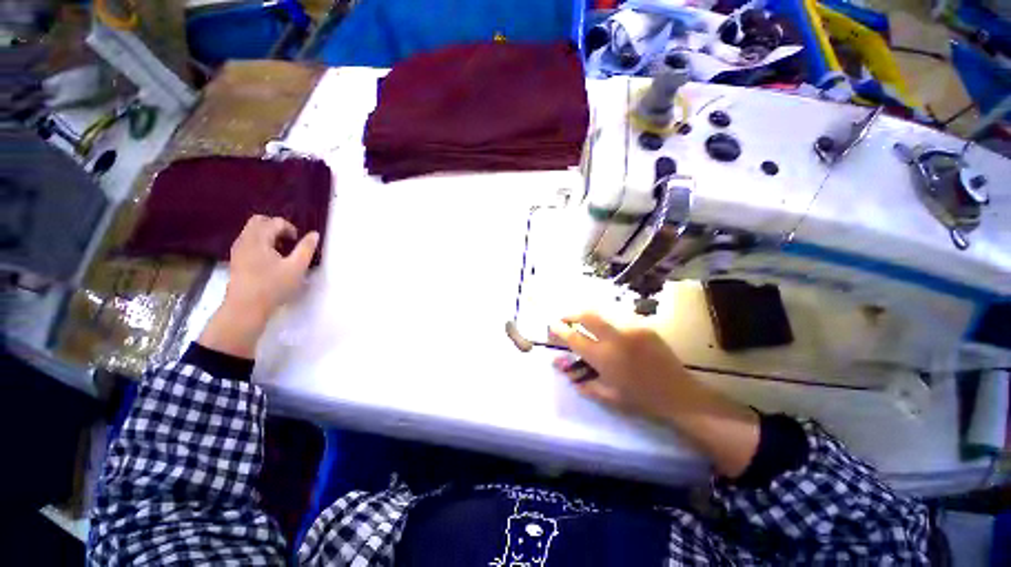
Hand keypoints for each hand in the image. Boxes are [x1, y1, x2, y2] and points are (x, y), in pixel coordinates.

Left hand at [198, 216, 319, 358]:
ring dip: (269, 235)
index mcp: (258, 239)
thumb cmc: (273, 286)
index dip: (291, 228)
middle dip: (277, 227)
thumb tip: (314, 234)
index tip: (299, 243)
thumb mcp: (296, 267)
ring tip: (282, 252)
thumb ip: (306, 248)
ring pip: (252, 231)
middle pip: (259, 221)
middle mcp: (245, 240)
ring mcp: (238, 250)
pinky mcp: (236, 259)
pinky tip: (271, 259)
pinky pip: (249, 241)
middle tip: (290, 242)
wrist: (245, 307)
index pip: (275, 222)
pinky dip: (261, 243)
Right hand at [549, 313, 692, 421]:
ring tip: (582, 320)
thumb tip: (558, 364)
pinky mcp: (644, 326)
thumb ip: (580, 379)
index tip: (551, 325)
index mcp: (604, 358)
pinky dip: (607, 319)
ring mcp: (632, 328)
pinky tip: (607, 327)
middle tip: (564, 318)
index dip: (559, 329)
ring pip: (603, 311)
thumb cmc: (640, 399)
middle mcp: (615, 338)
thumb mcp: (606, 395)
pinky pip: (619, 316)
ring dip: (588, 314)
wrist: (679, 395)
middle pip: (587, 315)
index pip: (574, 338)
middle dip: (571, 313)